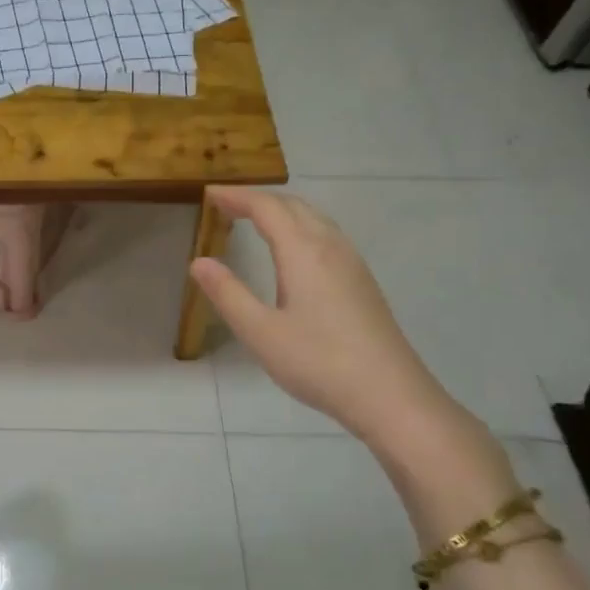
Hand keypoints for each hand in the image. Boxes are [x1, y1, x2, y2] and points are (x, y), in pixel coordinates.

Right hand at [190, 186, 452, 444]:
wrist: (391, 395)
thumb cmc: (318, 362)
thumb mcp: (260, 332)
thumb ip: (227, 293)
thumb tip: (198, 262)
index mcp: (304, 252)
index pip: (267, 208)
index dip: (237, 196)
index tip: (209, 194)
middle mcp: (331, 247)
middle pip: (294, 206)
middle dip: (258, 199)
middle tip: (225, 204)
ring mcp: (352, 264)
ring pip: (314, 219)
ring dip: (282, 211)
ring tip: (253, 220)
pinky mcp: (362, 282)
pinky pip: (327, 236)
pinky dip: (300, 227)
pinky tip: (293, 251)